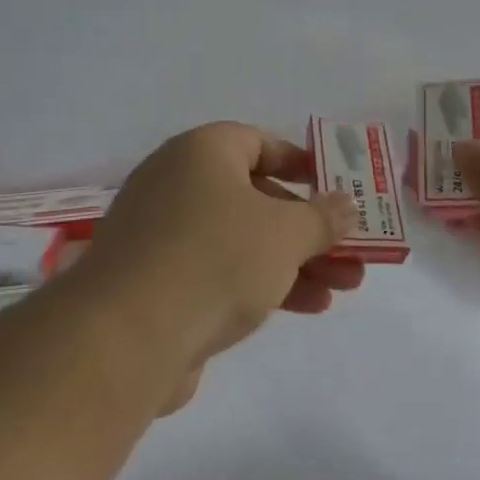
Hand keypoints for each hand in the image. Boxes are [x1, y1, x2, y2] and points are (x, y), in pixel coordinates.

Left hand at [83, 122, 362, 408]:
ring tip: (346, 286)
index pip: (256, 142)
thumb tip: (346, 205)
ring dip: (296, 261)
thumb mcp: (286, 233)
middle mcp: (177, 186)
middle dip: (309, 226)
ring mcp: (164, 237)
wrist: (128, 336)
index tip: (332, 185)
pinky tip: (308, 307)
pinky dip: (262, 283)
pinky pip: (220, 272)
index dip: (299, 161)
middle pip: (256, 197)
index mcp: (201, 154)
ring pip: (243, 240)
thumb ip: (322, 217)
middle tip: (350, 248)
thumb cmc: (216, 258)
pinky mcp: (158, 284)